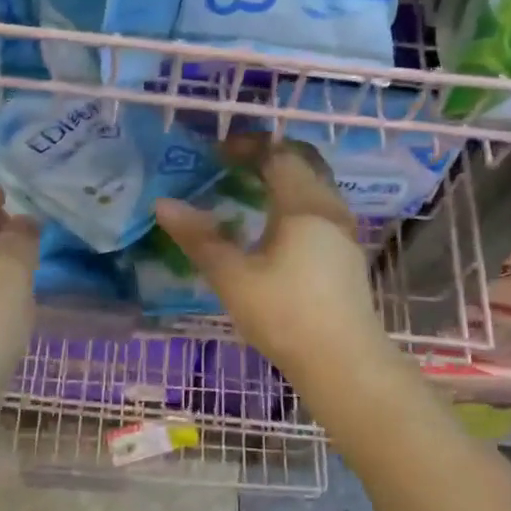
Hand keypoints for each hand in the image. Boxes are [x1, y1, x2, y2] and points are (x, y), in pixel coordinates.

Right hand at [153, 141, 390, 386]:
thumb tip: (163, 204)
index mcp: (304, 204)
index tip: (216, 152)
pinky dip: (294, 201)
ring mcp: (344, 231)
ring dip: (283, 179)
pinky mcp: (347, 254)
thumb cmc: (286, 316)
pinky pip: (320, 208)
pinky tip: (273, 228)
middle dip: (267, 156)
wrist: (345, 364)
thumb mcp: (234, 277)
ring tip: (248, 192)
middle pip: (303, 162)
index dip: (246, 146)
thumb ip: (199, 238)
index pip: (277, 154)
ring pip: (314, 186)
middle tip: (232, 164)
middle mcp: (330, 208)